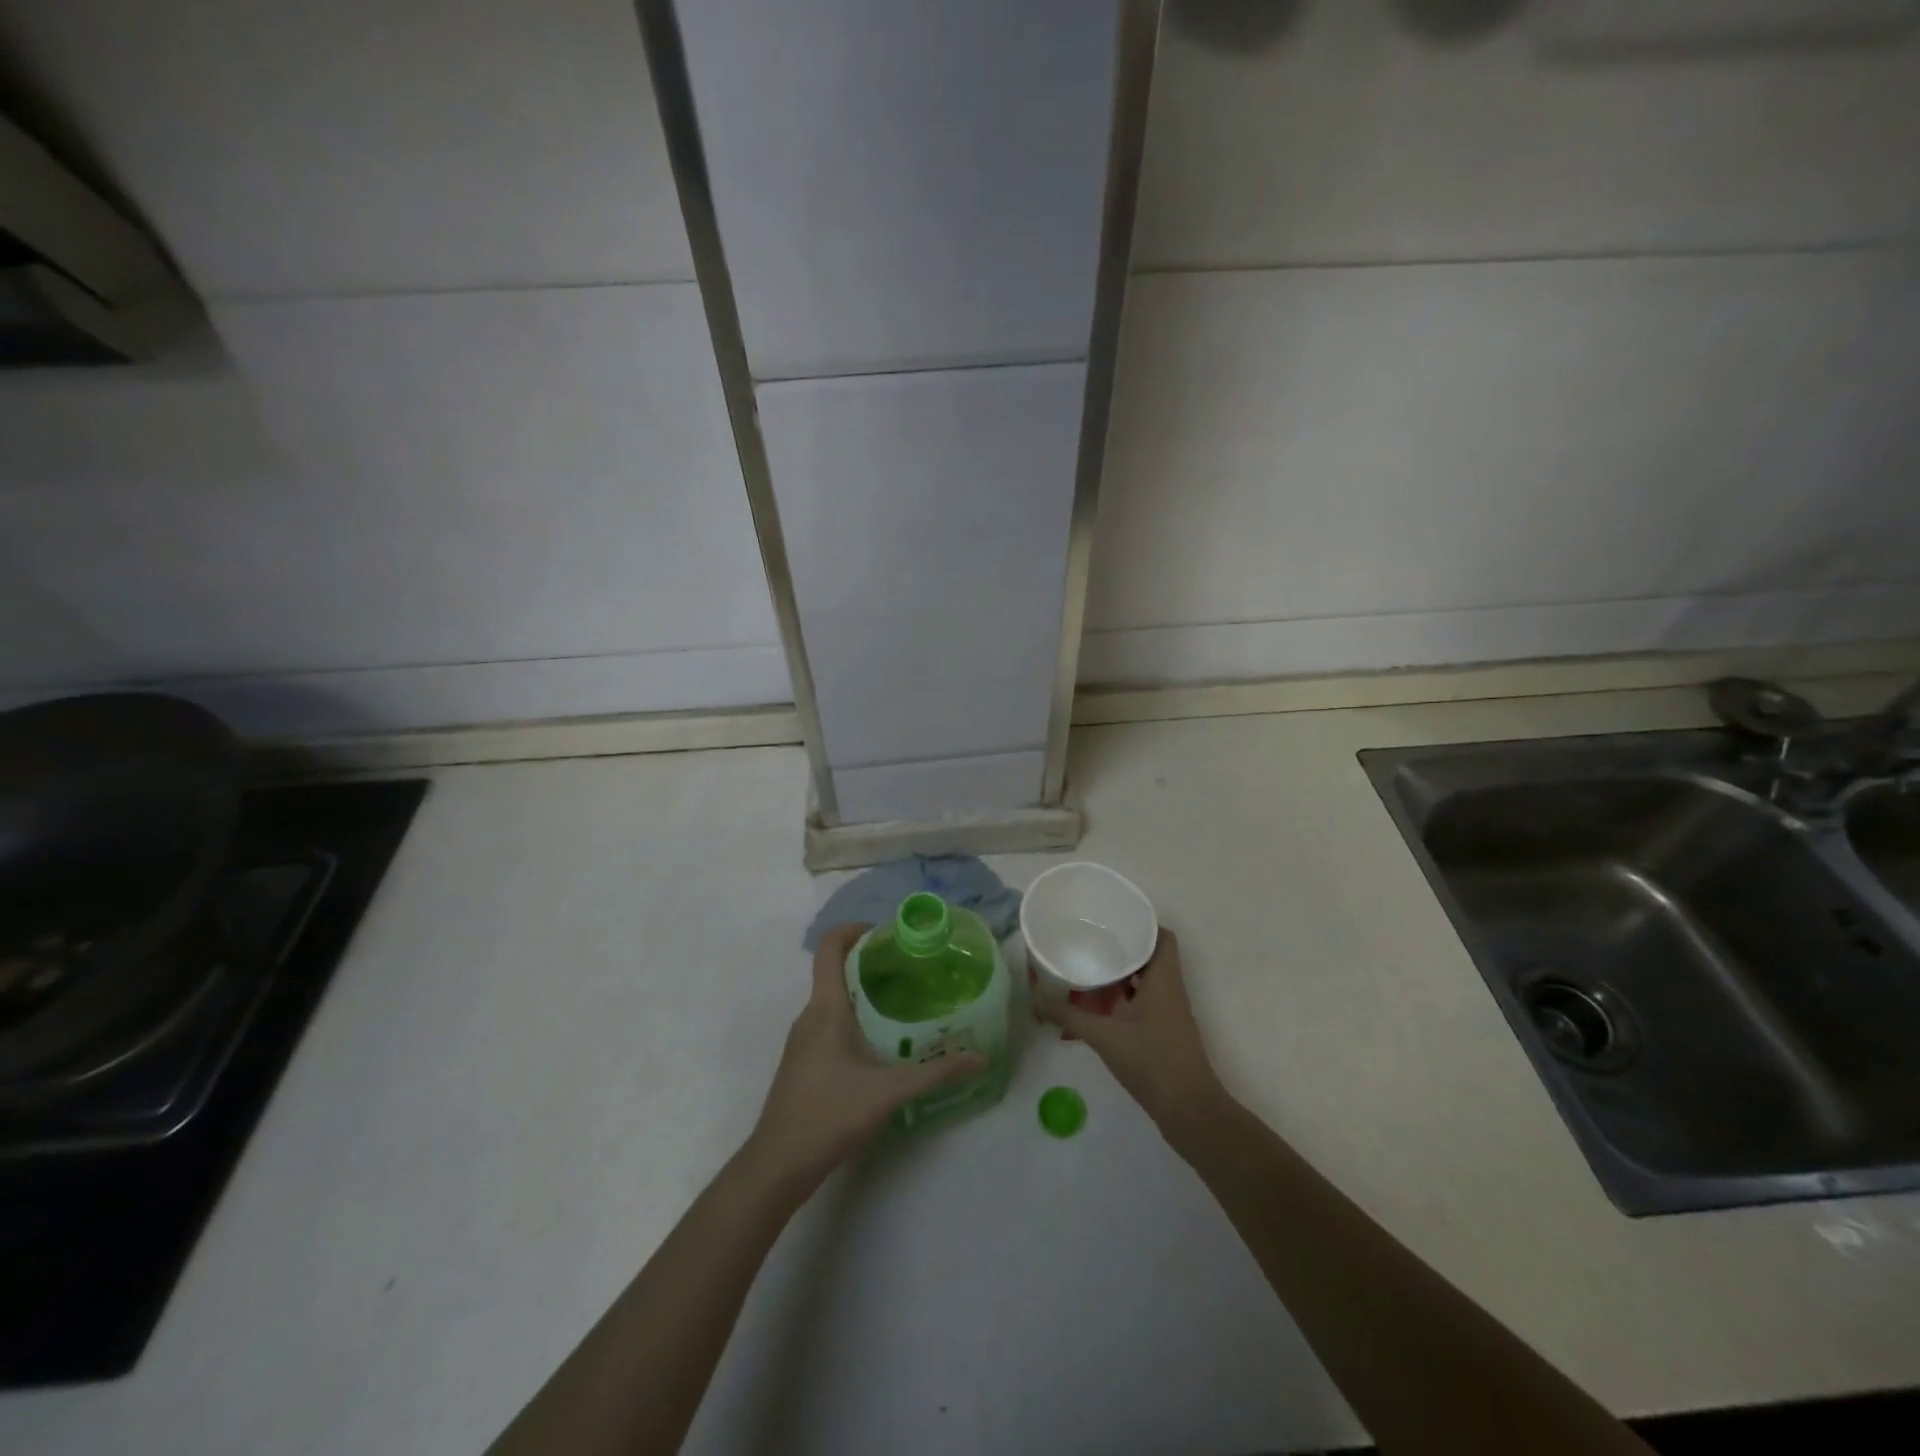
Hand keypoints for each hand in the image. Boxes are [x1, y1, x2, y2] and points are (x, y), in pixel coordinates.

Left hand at [740, 923, 984, 1196]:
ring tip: (902, 1000)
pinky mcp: (802, 1060)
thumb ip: (936, 1073)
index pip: (830, 946)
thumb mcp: (889, 1092)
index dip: (855, 929)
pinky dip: (853, 1014)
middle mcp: (810, 1015)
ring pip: (832, 997)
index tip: (888, 935)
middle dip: (870, 960)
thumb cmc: (830, 1115)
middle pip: (834, 968)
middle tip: (910, 967)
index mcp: (826, 1008)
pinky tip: (880, 1040)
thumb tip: (980, 1058)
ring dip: (862, 989)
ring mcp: (802, 1038)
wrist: (777, 1165)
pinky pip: (828, 1020)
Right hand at [1039, 929, 1224, 1127]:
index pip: (1162, 936)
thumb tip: (1035, 997)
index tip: (1111, 920)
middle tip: (1089, 940)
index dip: (1141, 923)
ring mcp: (1168, 1013)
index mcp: (1163, 979)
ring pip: (1144, 980)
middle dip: (1121, 947)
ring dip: (1119, 974)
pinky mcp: (1163, 1032)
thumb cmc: (1152, 1063)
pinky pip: (1142, 1002)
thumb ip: (1069, 1015)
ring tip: (1086, 968)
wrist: (1189, 1112)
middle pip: (1149, 956)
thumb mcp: (1105, 1037)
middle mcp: (1169, 990)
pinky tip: (1094, 1007)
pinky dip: (1121, 998)